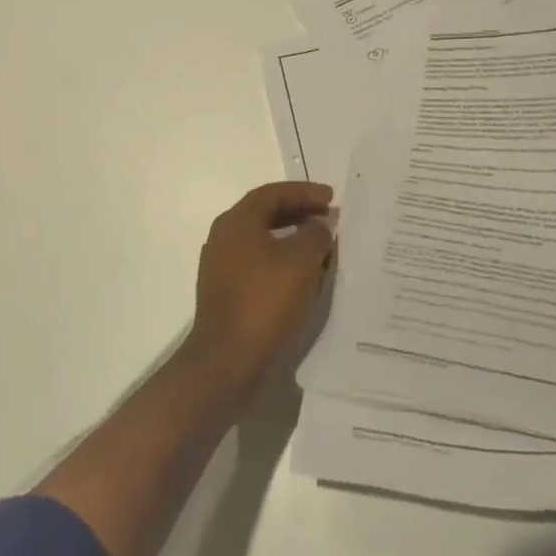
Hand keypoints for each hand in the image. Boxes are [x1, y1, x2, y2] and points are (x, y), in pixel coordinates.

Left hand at [185, 181, 335, 411]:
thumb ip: (316, 234)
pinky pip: (260, 266)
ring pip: (265, 242)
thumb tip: (320, 223)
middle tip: (330, 219)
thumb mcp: (301, 261)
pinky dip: (284, 264)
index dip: (305, 192)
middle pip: (267, 215)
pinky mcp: (228, 294)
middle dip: (301, 214)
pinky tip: (306, 278)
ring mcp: (223, 268)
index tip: (332, 198)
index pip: (273, 193)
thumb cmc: (265, 301)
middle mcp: (225, 239)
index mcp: (237, 222)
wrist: (227, 362)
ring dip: (294, 240)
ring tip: (324, 248)